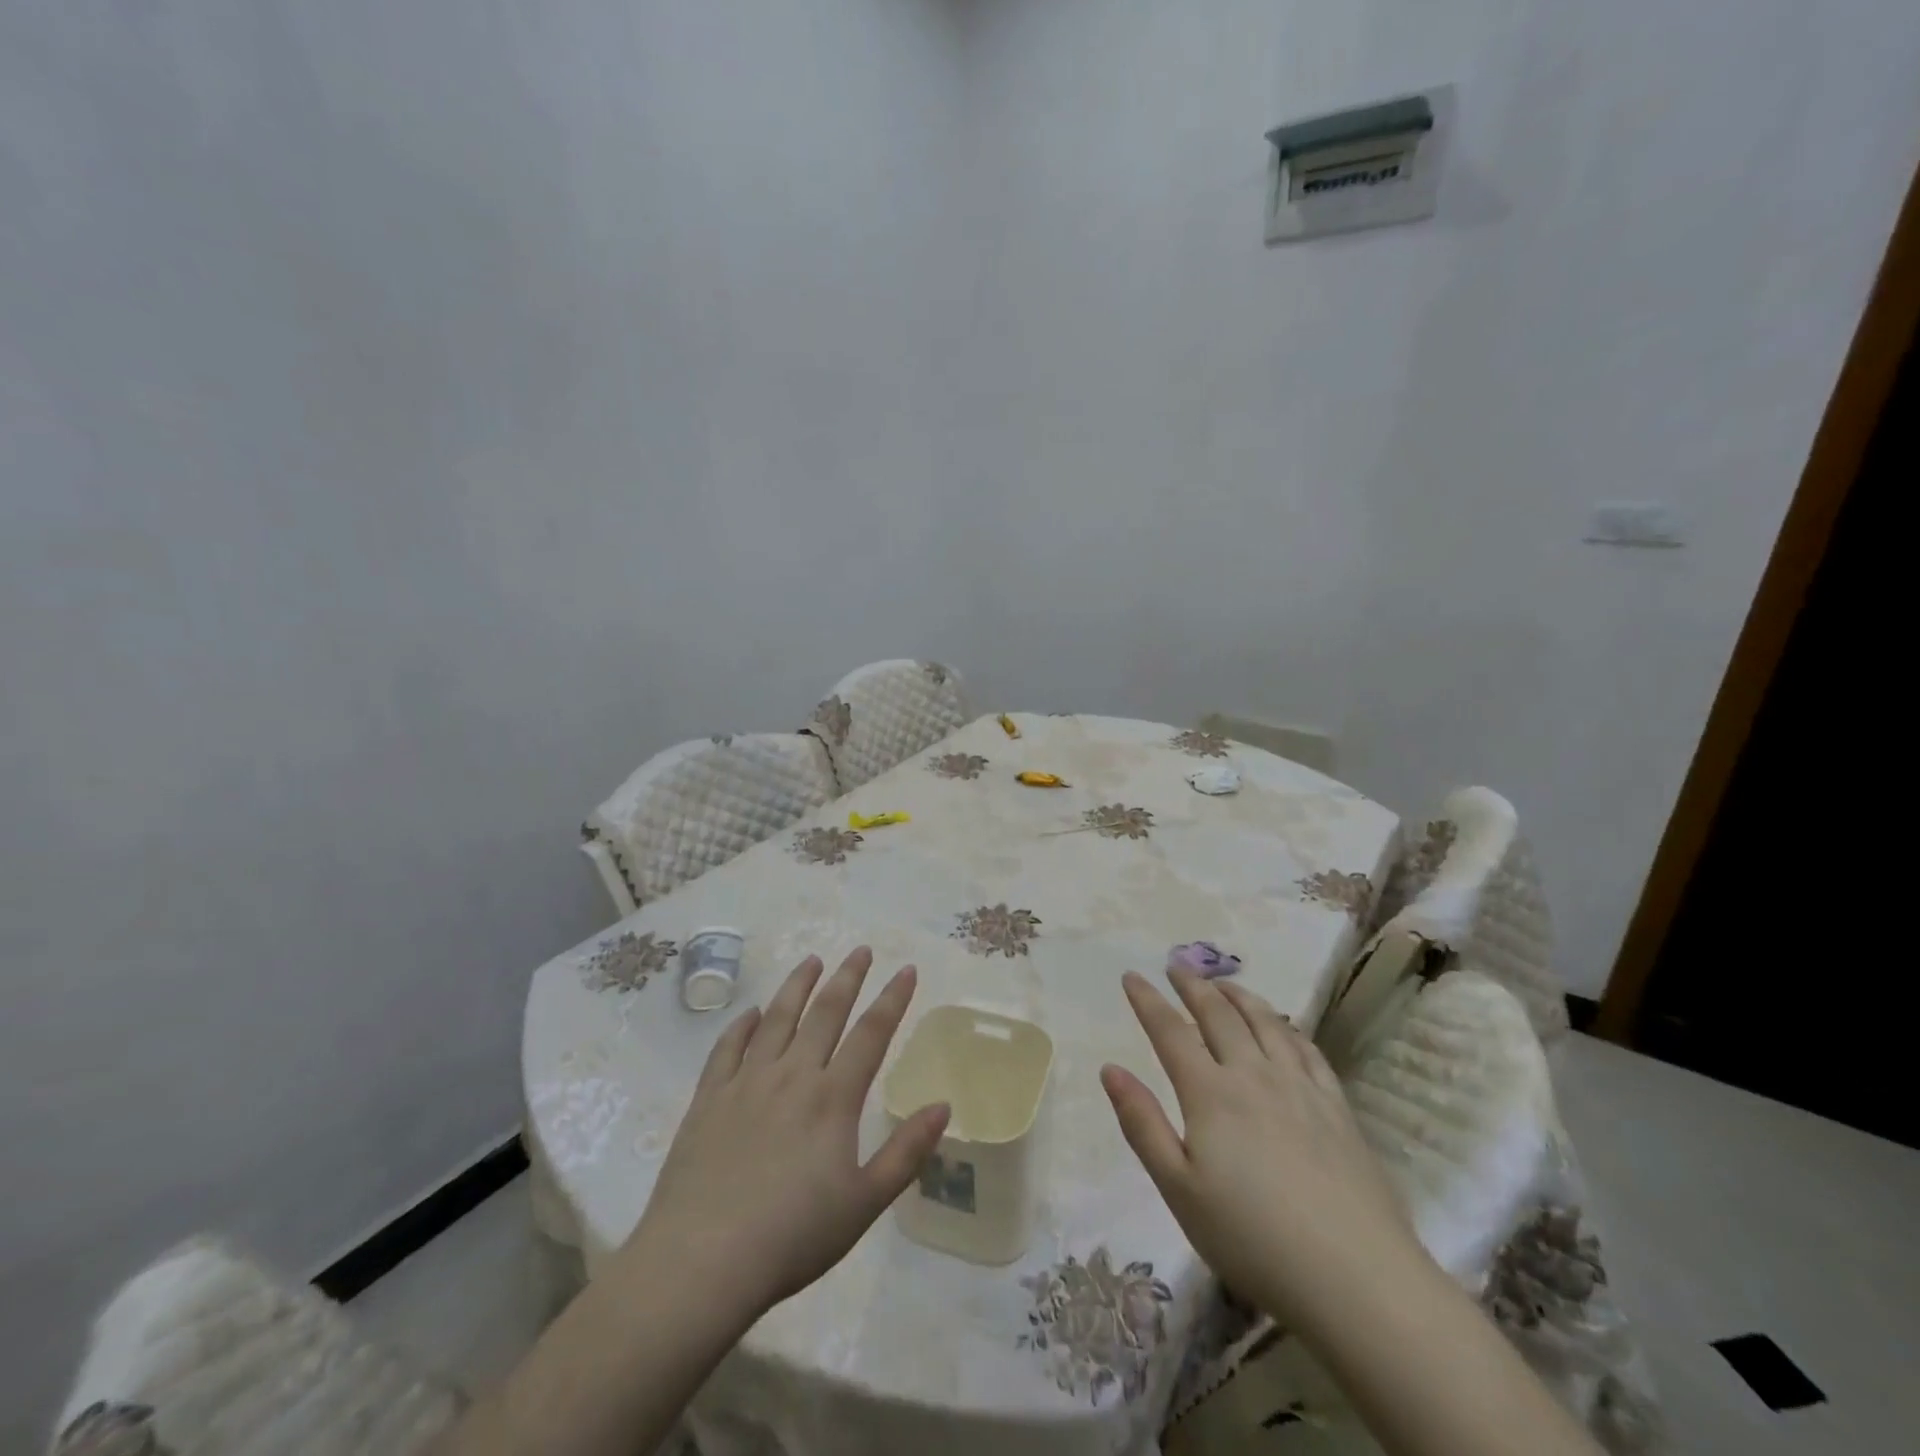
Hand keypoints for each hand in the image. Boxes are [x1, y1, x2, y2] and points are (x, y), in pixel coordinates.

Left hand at [617, 948, 950, 1323]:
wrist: (702, 1262)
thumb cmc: (792, 1236)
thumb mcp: (864, 1203)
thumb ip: (906, 1152)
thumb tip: (943, 1106)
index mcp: (833, 1097)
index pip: (871, 1033)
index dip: (892, 998)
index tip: (907, 969)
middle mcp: (792, 1075)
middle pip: (825, 1013)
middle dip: (847, 977)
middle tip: (861, 950)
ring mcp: (746, 1082)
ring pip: (777, 1018)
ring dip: (797, 986)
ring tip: (811, 960)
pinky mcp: (709, 1099)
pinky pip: (728, 1048)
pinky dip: (743, 1025)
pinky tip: (751, 1013)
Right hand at [1100, 970, 1425, 1331]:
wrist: (1356, 1278)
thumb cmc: (1252, 1238)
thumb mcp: (1179, 1190)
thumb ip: (1142, 1124)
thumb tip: (1110, 1069)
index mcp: (1210, 1093)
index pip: (1170, 1032)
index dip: (1148, 1001)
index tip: (1131, 975)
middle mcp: (1253, 1075)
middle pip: (1219, 1015)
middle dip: (1193, 986)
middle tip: (1177, 967)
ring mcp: (1300, 1087)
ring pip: (1265, 1022)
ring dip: (1239, 995)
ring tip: (1223, 983)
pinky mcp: (1337, 1106)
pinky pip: (1307, 1048)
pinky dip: (1286, 1026)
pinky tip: (1282, 1027)